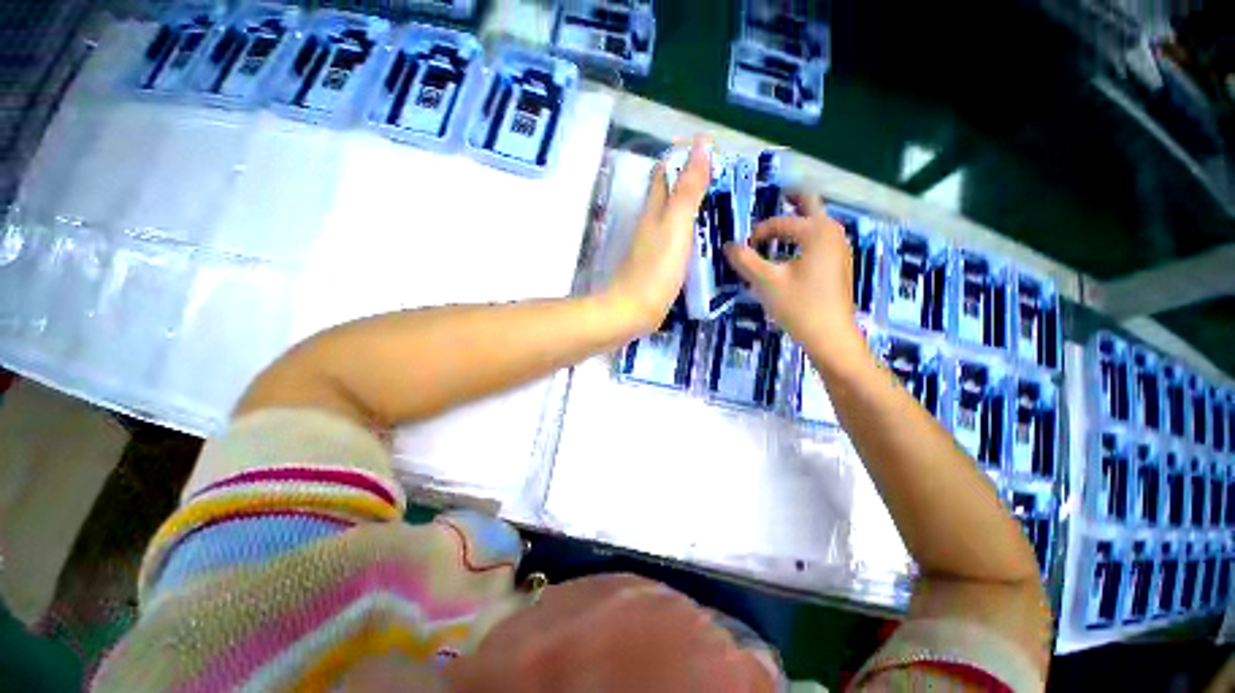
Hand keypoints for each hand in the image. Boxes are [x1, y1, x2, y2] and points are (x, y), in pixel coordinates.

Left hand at [603, 136, 711, 334]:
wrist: (632, 312)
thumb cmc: (655, 269)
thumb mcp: (676, 226)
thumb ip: (688, 190)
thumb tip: (701, 145)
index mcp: (654, 210)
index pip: (664, 172)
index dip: (683, 156)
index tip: (712, 149)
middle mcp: (650, 224)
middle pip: (668, 194)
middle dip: (691, 180)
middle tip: (725, 181)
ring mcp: (652, 246)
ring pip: (672, 217)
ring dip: (693, 207)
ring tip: (722, 207)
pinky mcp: (656, 266)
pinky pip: (676, 240)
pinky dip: (691, 233)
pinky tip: (705, 241)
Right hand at [724, 195, 864, 358]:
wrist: (831, 337)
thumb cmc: (799, 306)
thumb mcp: (766, 282)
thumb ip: (745, 260)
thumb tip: (728, 246)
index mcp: (817, 231)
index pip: (780, 222)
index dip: (758, 233)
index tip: (743, 249)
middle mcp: (832, 233)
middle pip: (810, 205)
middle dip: (790, 200)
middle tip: (771, 198)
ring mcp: (839, 249)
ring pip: (815, 223)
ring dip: (795, 221)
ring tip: (773, 231)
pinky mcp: (837, 265)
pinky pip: (818, 240)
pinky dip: (802, 238)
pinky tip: (788, 254)